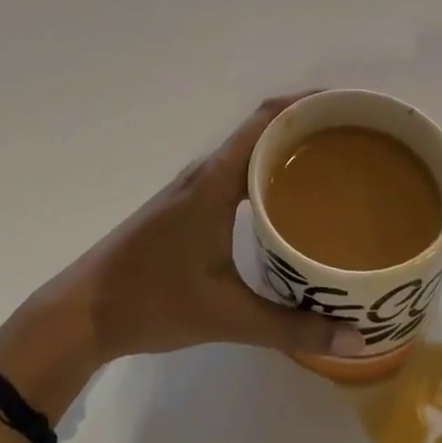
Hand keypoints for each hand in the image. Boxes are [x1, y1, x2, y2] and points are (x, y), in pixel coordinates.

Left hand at [18, 96, 368, 371]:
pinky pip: (239, 172)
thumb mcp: (227, 317)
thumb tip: (355, 338)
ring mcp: (195, 187)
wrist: (83, 311)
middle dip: (309, 125)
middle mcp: (207, 172)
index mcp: (215, 180)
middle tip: (358, 140)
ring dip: (289, 148)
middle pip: (264, 128)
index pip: (267, 120)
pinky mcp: (189, 205)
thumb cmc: (152, 301)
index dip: (308, 104)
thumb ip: (291, 327)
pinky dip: (269, 172)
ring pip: (250, 151)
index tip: (350, 107)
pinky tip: (290, 203)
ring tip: (336, 165)